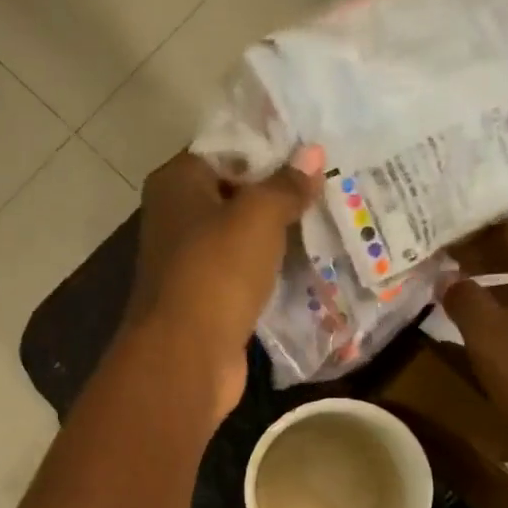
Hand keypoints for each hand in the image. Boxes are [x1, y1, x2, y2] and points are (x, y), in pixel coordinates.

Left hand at [124, 150, 319, 423]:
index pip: (227, 150)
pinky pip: (245, 275)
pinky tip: (309, 267)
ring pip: (243, 239)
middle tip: (332, 187)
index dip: (269, 150)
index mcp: (177, 183)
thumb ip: (286, 185)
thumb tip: (311, 153)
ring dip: (279, 237)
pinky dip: (271, 272)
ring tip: (330, 223)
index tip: (314, 155)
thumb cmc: (216, 273)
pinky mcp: (208, 300)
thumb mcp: (258, 217)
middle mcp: (176, 218)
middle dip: (279, 195)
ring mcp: (190, 263)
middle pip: (236, 195)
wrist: (187, 357)